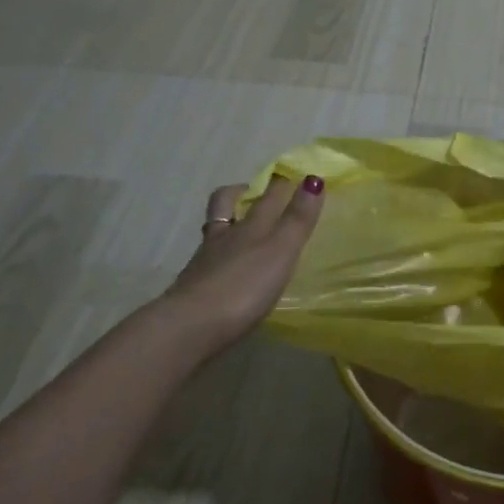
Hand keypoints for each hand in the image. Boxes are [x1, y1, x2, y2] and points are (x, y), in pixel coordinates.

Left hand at [159, 175, 324, 351]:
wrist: (190, 328)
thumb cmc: (243, 286)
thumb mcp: (280, 251)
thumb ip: (297, 219)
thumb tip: (313, 178)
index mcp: (249, 226)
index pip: (267, 195)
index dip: (281, 183)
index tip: (293, 175)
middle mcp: (224, 236)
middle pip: (227, 204)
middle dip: (241, 192)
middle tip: (254, 192)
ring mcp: (205, 262)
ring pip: (215, 231)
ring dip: (227, 225)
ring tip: (241, 230)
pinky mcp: (193, 288)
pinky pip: (208, 261)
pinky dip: (219, 258)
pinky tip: (228, 271)